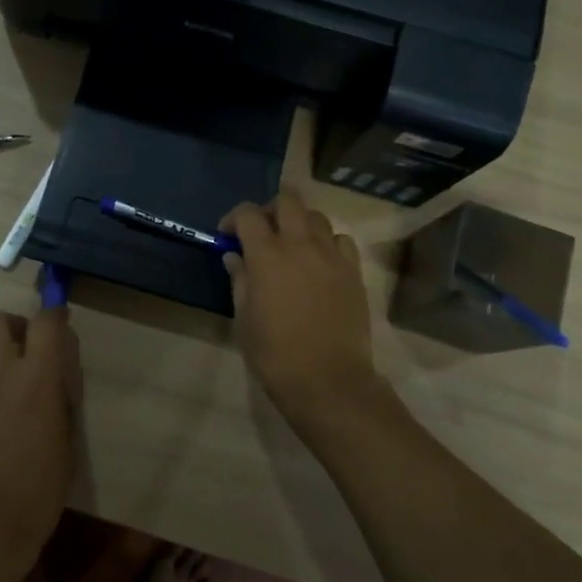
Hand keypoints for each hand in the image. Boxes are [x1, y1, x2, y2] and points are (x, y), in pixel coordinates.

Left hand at [0, 308, 81, 581]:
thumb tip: (56, 371)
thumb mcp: (66, 436)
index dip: (54, 314)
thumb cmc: (41, 485)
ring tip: (1, 375)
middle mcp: (0, 372)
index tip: (60, 319)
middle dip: (13, 325)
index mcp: (37, 377)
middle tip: (25, 346)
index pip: (45, 323)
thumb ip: (59, 394)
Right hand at [222, 191, 381, 435]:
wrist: (328, 380)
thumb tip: (234, 256)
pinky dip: (328, 242)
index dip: (234, 218)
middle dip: (270, 209)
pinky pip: (342, 240)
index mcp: (267, 255)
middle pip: (287, 201)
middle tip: (262, 231)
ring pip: (317, 217)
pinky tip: (320, 261)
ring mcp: (332, 256)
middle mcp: (301, 245)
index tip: (228, 236)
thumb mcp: (244, 318)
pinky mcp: (354, 271)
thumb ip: (239, 280)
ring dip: (300, 223)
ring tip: (292, 245)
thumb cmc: (275, 353)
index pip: (248, 214)